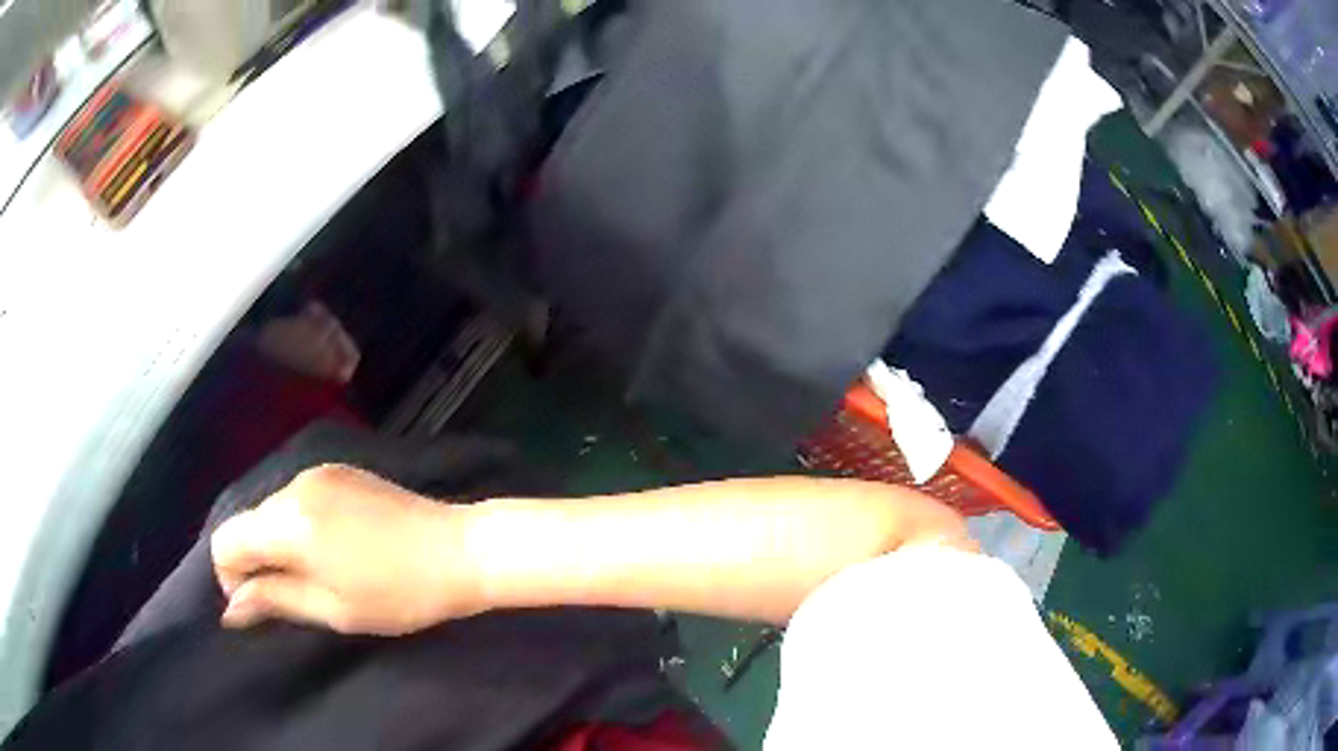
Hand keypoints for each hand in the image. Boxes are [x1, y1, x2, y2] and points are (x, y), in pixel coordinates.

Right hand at [211, 465, 482, 634]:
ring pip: (271, 510)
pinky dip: (299, 525)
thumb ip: (274, 600)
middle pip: (248, 523)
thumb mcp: (332, 608)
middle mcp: (294, 485)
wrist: (459, 549)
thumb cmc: (398, 593)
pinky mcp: (339, 470)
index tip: (259, 605)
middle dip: (255, 561)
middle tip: (291, 597)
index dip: (230, 577)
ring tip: (317, 575)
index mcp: (287, 521)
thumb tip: (230, 608)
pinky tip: (332, 548)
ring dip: (278, 543)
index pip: (226, 540)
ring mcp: (318, 472)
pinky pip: (298, 499)